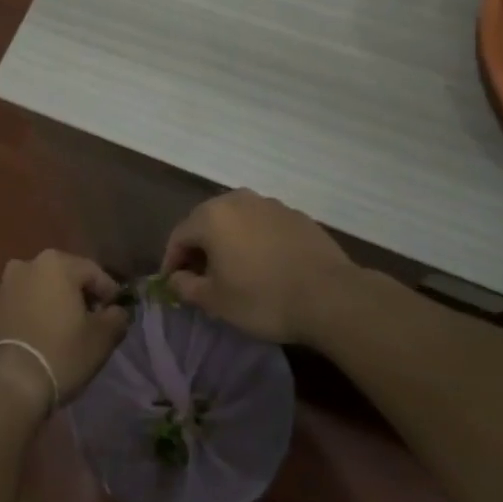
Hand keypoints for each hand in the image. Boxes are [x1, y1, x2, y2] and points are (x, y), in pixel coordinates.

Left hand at [0, 250, 129, 408]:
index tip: (117, 315)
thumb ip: (116, 317)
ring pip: (43, 289)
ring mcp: (6, 284)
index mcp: (56, 262)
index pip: (94, 272)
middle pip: (66, 277)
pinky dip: (36, 314)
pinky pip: (24, 304)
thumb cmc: (60, 353)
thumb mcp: (101, 338)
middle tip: (93, 323)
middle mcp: (28, 263)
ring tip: (67, 332)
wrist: (6, 383)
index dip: (110, 293)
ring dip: (56, 304)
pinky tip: (43, 337)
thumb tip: (117, 311)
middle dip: (81, 296)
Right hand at [162, 189, 355, 345]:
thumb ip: (187, 287)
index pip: (179, 236)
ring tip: (233, 270)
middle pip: (207, 222)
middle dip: (199, 249)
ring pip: (237, 221)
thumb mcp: (216, 302)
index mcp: (212, 216)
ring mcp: (269, 204)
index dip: (172, 261)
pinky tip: (265, 265)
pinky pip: (263, 226)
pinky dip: (256, 241)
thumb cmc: (263, 298)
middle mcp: (237, 199)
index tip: (172, 284)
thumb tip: (175, 279)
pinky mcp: (296, 215)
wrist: (330, 296)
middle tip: (200, 277)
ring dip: (228, 242)